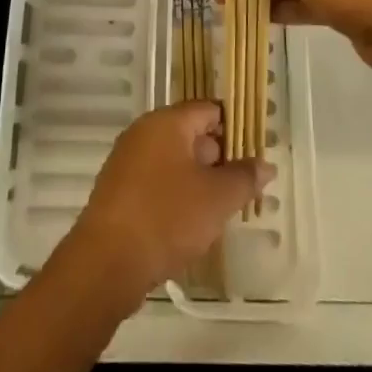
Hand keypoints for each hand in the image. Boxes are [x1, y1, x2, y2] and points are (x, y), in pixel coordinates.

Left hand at [68, 101, 270, 300]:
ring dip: (197, 179)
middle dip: (218, 157)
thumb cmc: (166, 218)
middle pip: (191, 133)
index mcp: (167, 122)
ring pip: (173, 160)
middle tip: (242, 185)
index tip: (254, 153)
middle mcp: (144, 132)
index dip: (235, 128)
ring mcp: (127, 160)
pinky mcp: (118, 190)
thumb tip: (266, 164)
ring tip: (221, 208)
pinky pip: (156, 181)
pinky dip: (175, 194)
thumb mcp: (216, 199)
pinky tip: (189, 223)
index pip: (209, 109)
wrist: (106, 262)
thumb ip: (244, 178)